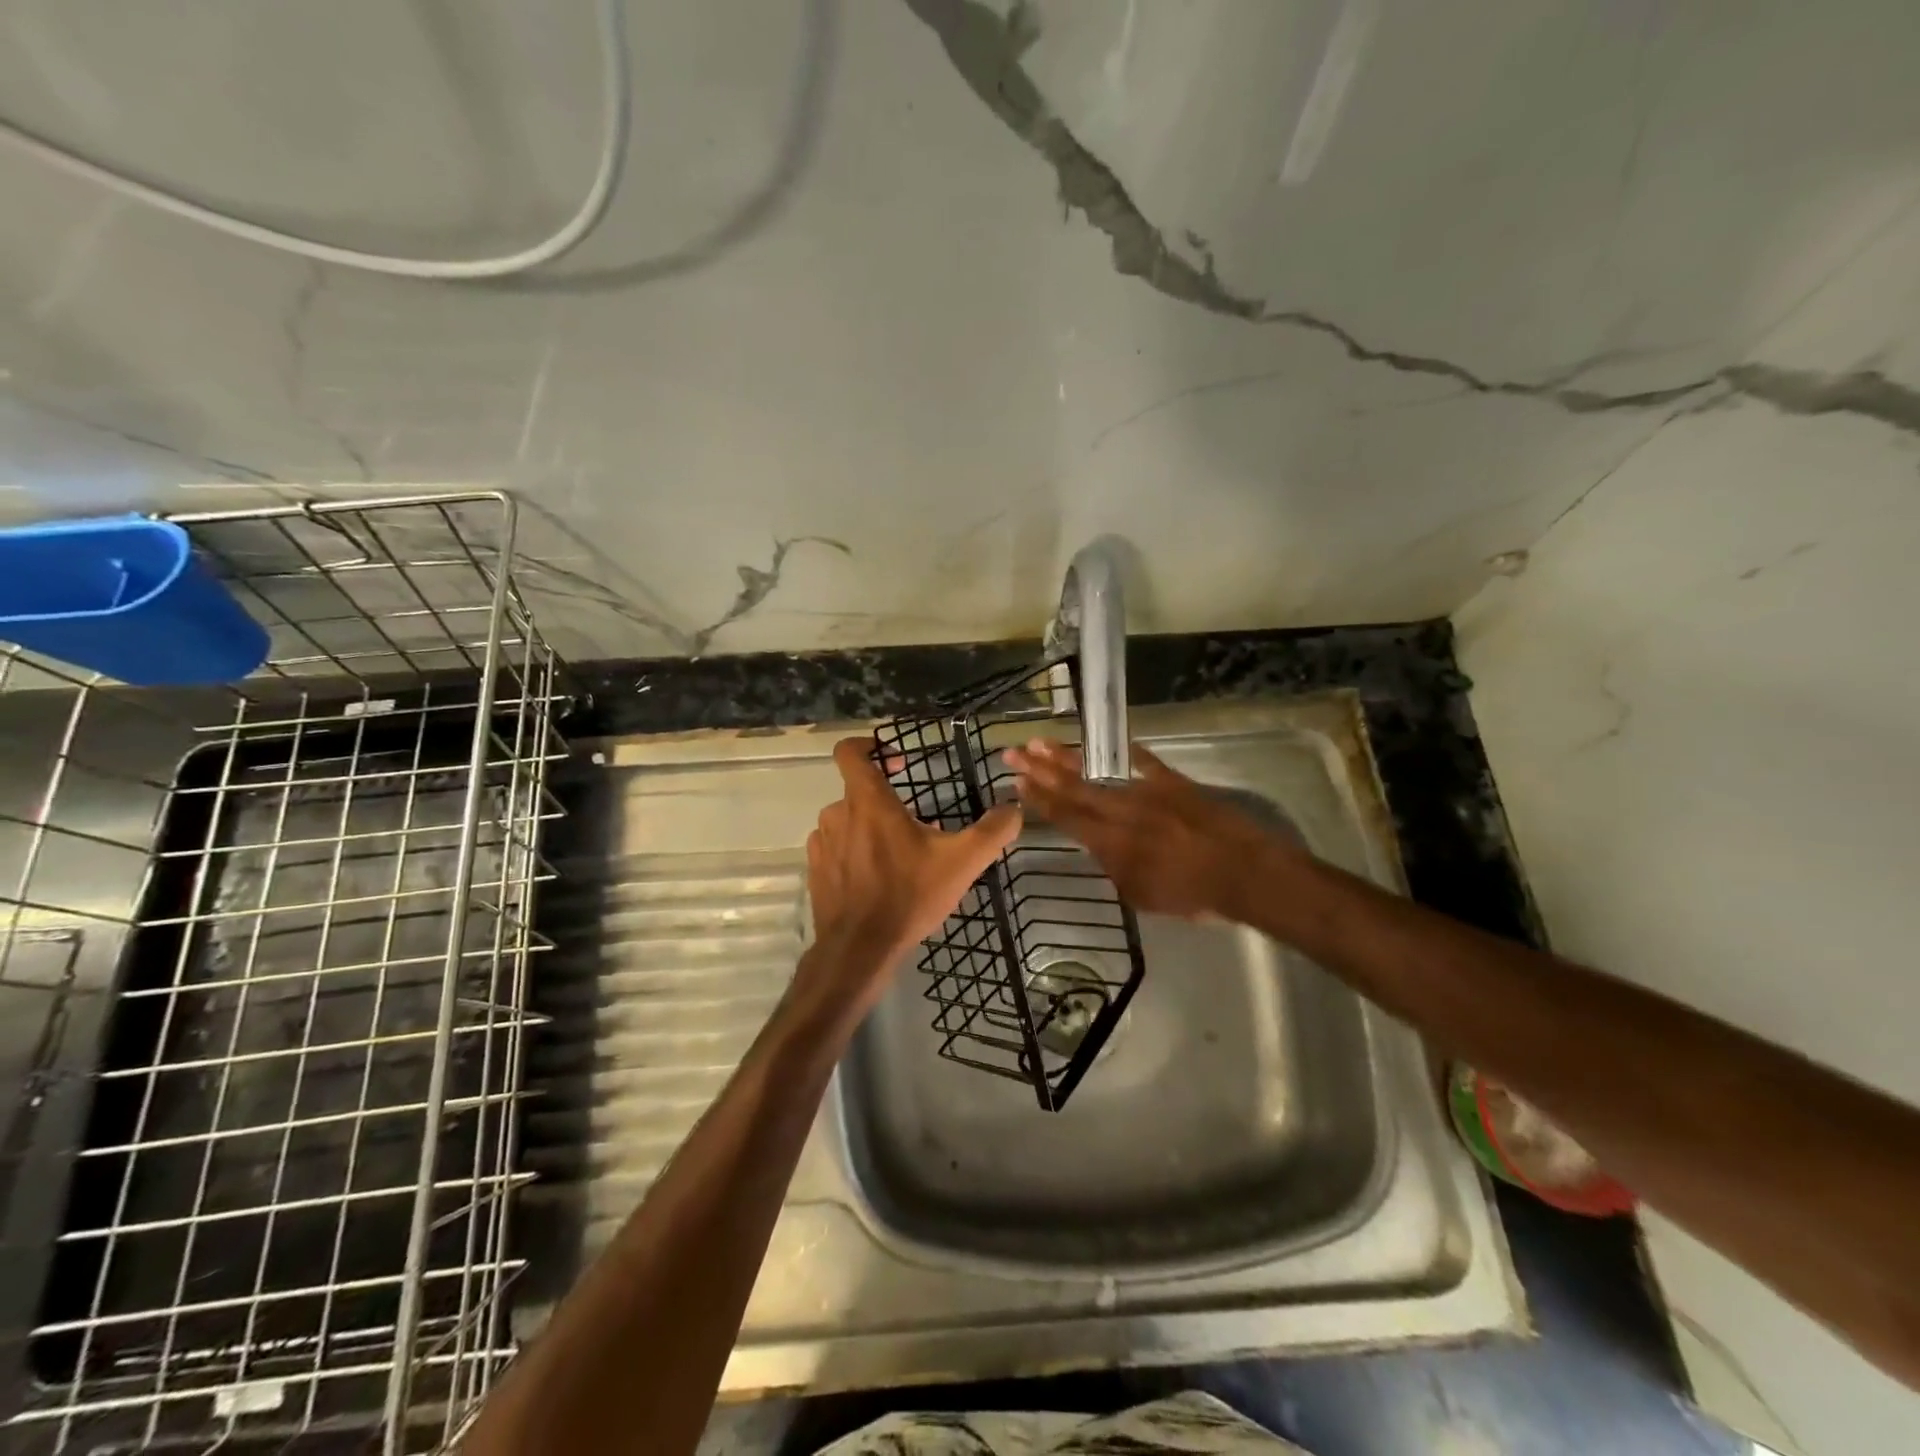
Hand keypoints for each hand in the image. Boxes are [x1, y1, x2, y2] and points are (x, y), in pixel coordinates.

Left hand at [802, 737, 1021, 1013]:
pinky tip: (873, 877)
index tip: (897, 761)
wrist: (859, 949)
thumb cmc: (909, 895)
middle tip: (914, 825)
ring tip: (896, 854)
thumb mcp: (962, 862)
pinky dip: (851, 852)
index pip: (850, 751)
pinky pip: (833, 848)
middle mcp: (838, 814)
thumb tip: (1014, 808)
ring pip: (845, 820)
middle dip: (885, 801)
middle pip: (857, 790)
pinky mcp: (815, 870)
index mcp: (869, 801)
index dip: (870, 746)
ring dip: (867, 828)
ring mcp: (822, 843)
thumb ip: (993, 831)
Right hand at [1002, 738, 1287, 920]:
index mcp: (1110, 841)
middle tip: (1012, 752)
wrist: (1243, 872)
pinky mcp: (1173, 782)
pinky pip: (1145, 762)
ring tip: (1041, 742)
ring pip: (1099, 771)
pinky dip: (1127, 752)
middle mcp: (1121, 810)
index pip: (1065, 815)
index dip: (1038, 798)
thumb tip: (1100, 849)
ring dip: (1068, 757)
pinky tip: (1111, 741)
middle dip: (1039, 769)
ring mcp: (1146, 792)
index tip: (1017, 782)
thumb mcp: (1142, 896)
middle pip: (1072, 787)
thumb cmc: (1192, 895)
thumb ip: (1115, 869)